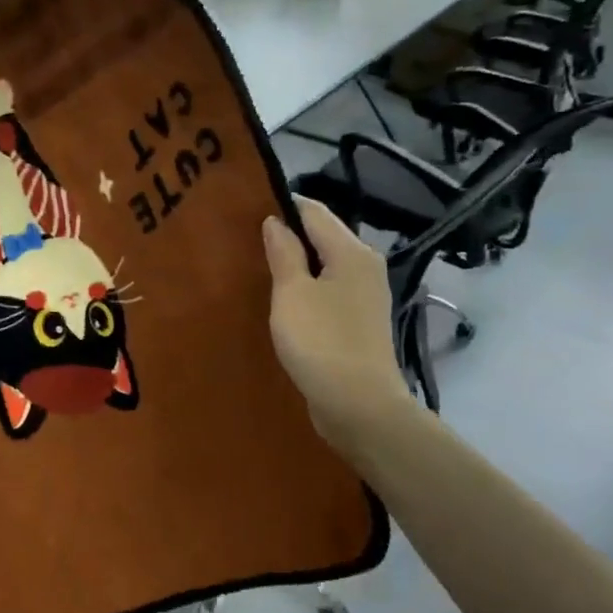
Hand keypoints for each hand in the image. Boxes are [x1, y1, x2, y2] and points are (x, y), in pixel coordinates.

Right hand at [264, 199, 418, 455]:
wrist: (359, 406)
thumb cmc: (321, 343)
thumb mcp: (292, 293)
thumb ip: (284, 252)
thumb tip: (276, 220)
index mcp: (352, 251)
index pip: (314, 210)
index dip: (282, 206)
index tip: (247, 210)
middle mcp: (365, 266)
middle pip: (323, 235)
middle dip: (288, 234)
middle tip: (246, 240)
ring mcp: (365, 295)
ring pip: (325, 264)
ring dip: (296, 263)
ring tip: (258, 266)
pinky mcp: (358, 322)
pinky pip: (328, 290)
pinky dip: (306, 287)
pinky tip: (282, 299)